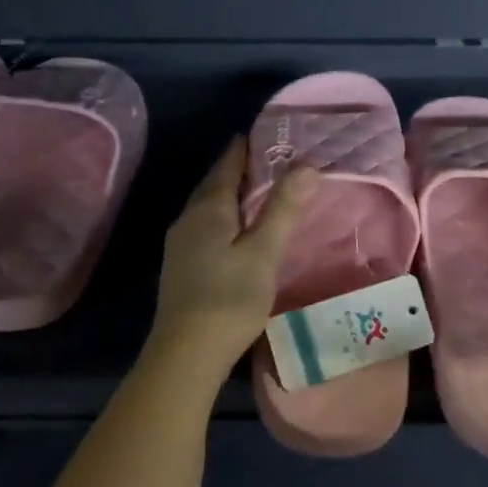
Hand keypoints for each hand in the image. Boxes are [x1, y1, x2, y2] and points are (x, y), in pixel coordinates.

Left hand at [150, 140, 316, 383]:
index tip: (258, 134)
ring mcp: (180, 245)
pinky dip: (223, 219)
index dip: (243, 149)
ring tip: (254, 193)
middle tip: (264, 160)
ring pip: (207, 208)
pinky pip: (204, 228)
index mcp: (208, 210)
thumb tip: (306, 165)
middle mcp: (188, 220)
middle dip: (236, 170)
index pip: (226, 167)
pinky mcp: (181, 268)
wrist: (186, 352)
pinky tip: (235, 232)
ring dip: (228, 195)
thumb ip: (283, 209)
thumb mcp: (263, 252)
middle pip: (213, 185)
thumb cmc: (229, 298)